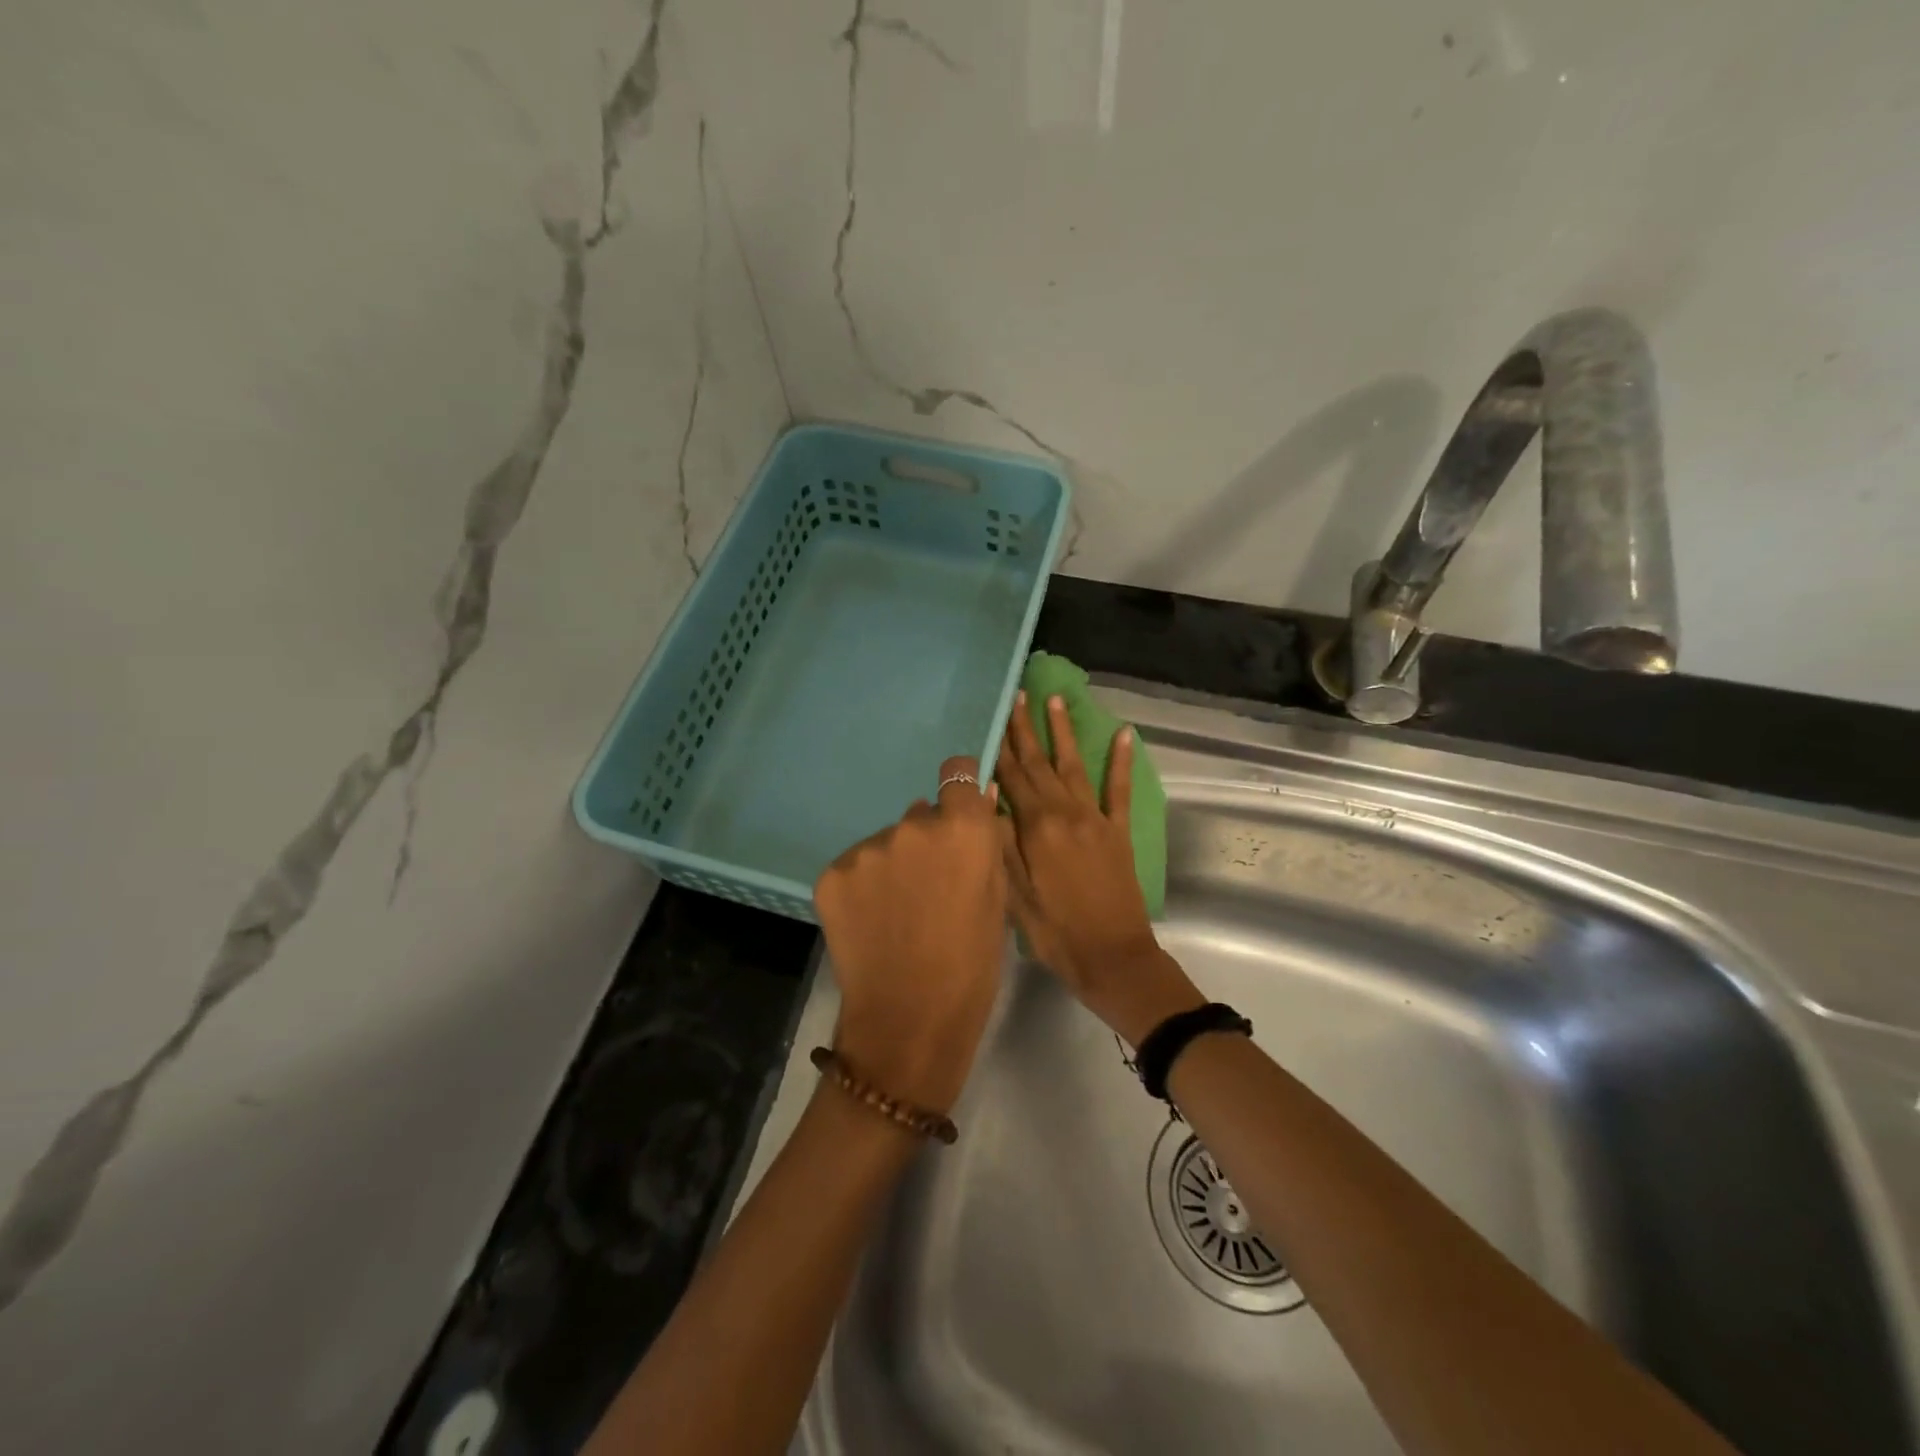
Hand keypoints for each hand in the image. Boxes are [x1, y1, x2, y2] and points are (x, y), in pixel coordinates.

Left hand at [813, 756, 1007, 1114]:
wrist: (908, 1022)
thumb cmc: (971, 967)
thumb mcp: (997, 903)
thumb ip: (987, 846)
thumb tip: (981, 798)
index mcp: (961, 831)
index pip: (958, 775)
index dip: (961, 790)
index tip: (960, 813)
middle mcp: (910, 826)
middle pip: (920, 816)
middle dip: (928, 841)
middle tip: (930, 888)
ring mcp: (866, 850)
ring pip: (887, 844)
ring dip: (894, 865)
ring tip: (898, 913)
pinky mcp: (832, 874)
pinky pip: (856, 867)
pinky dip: (864, 887)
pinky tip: (872, 922)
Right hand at [996, 691, 1202, 1046]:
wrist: (1112, 957)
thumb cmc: (1054, 931)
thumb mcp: (1012, 893)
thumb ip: (1000, 841)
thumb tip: (987, 796)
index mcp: (1035, 827)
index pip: (1012, 777)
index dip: (1001, 745)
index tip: (994, 714)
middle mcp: (1065, 812)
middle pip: (1040, 763)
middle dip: (1026, 728)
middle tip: (1018, 694)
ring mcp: (1095, 819)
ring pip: (1075, 766)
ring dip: (1064, 732)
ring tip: (1055, 700)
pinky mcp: (1119, 831)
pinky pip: (1119, 789)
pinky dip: (1121, 761)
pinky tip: (1123, 734)